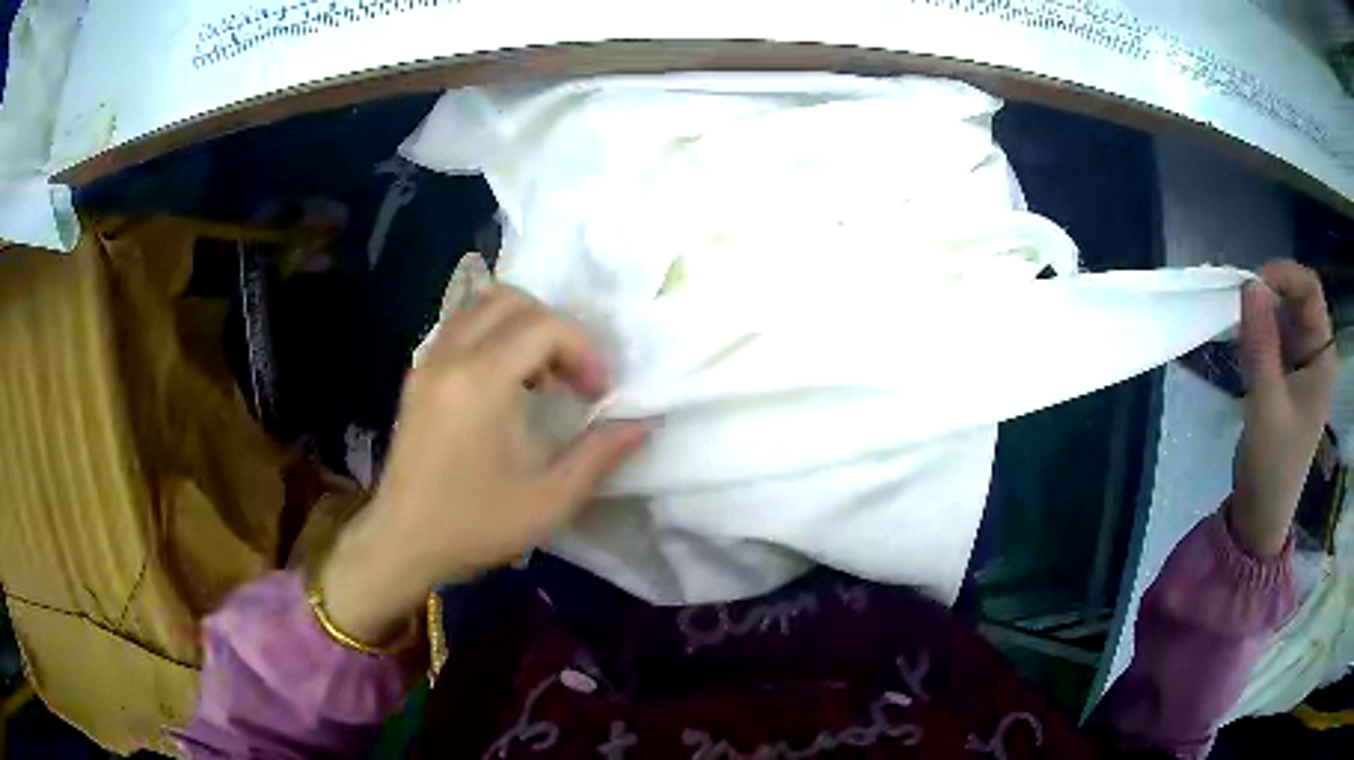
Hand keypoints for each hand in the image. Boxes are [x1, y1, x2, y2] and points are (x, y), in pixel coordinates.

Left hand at [319, 286, 649, 644]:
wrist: (402, 542)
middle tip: (572, 378)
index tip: (598, 393)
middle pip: (514, 301)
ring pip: (482, 306)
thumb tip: (643, 423)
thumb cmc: (474, 525)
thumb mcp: (549, 501)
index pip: (545, 325)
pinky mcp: (417, 375)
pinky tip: (506, 383)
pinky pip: (461, 327)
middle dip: (556, 329)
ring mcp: (428, 361)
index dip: (584, 349)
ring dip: (523, 326)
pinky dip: (493, 335)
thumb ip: (600, 455)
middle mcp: (451, 356)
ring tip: (541, 376)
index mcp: (482, 382)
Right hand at [1232, 261, 1336, 556]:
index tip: (1251, 286)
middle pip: (1295, 297)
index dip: (1284, 275)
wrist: (1261, 515)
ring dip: (1258, 313)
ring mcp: (1300, 362)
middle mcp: (1315, 351)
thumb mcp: (1266, 407)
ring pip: (1281, 313)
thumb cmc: (1272, 467)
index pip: (1309, 289)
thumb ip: (1260, 345)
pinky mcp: (1284, 374)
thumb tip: (1248, 283)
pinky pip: (1271, 334)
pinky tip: (1240, 346)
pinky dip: (1254, 331)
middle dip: (1267, 294)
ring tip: (1236, 330)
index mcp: (1322, 356)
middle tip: (1237, 307)